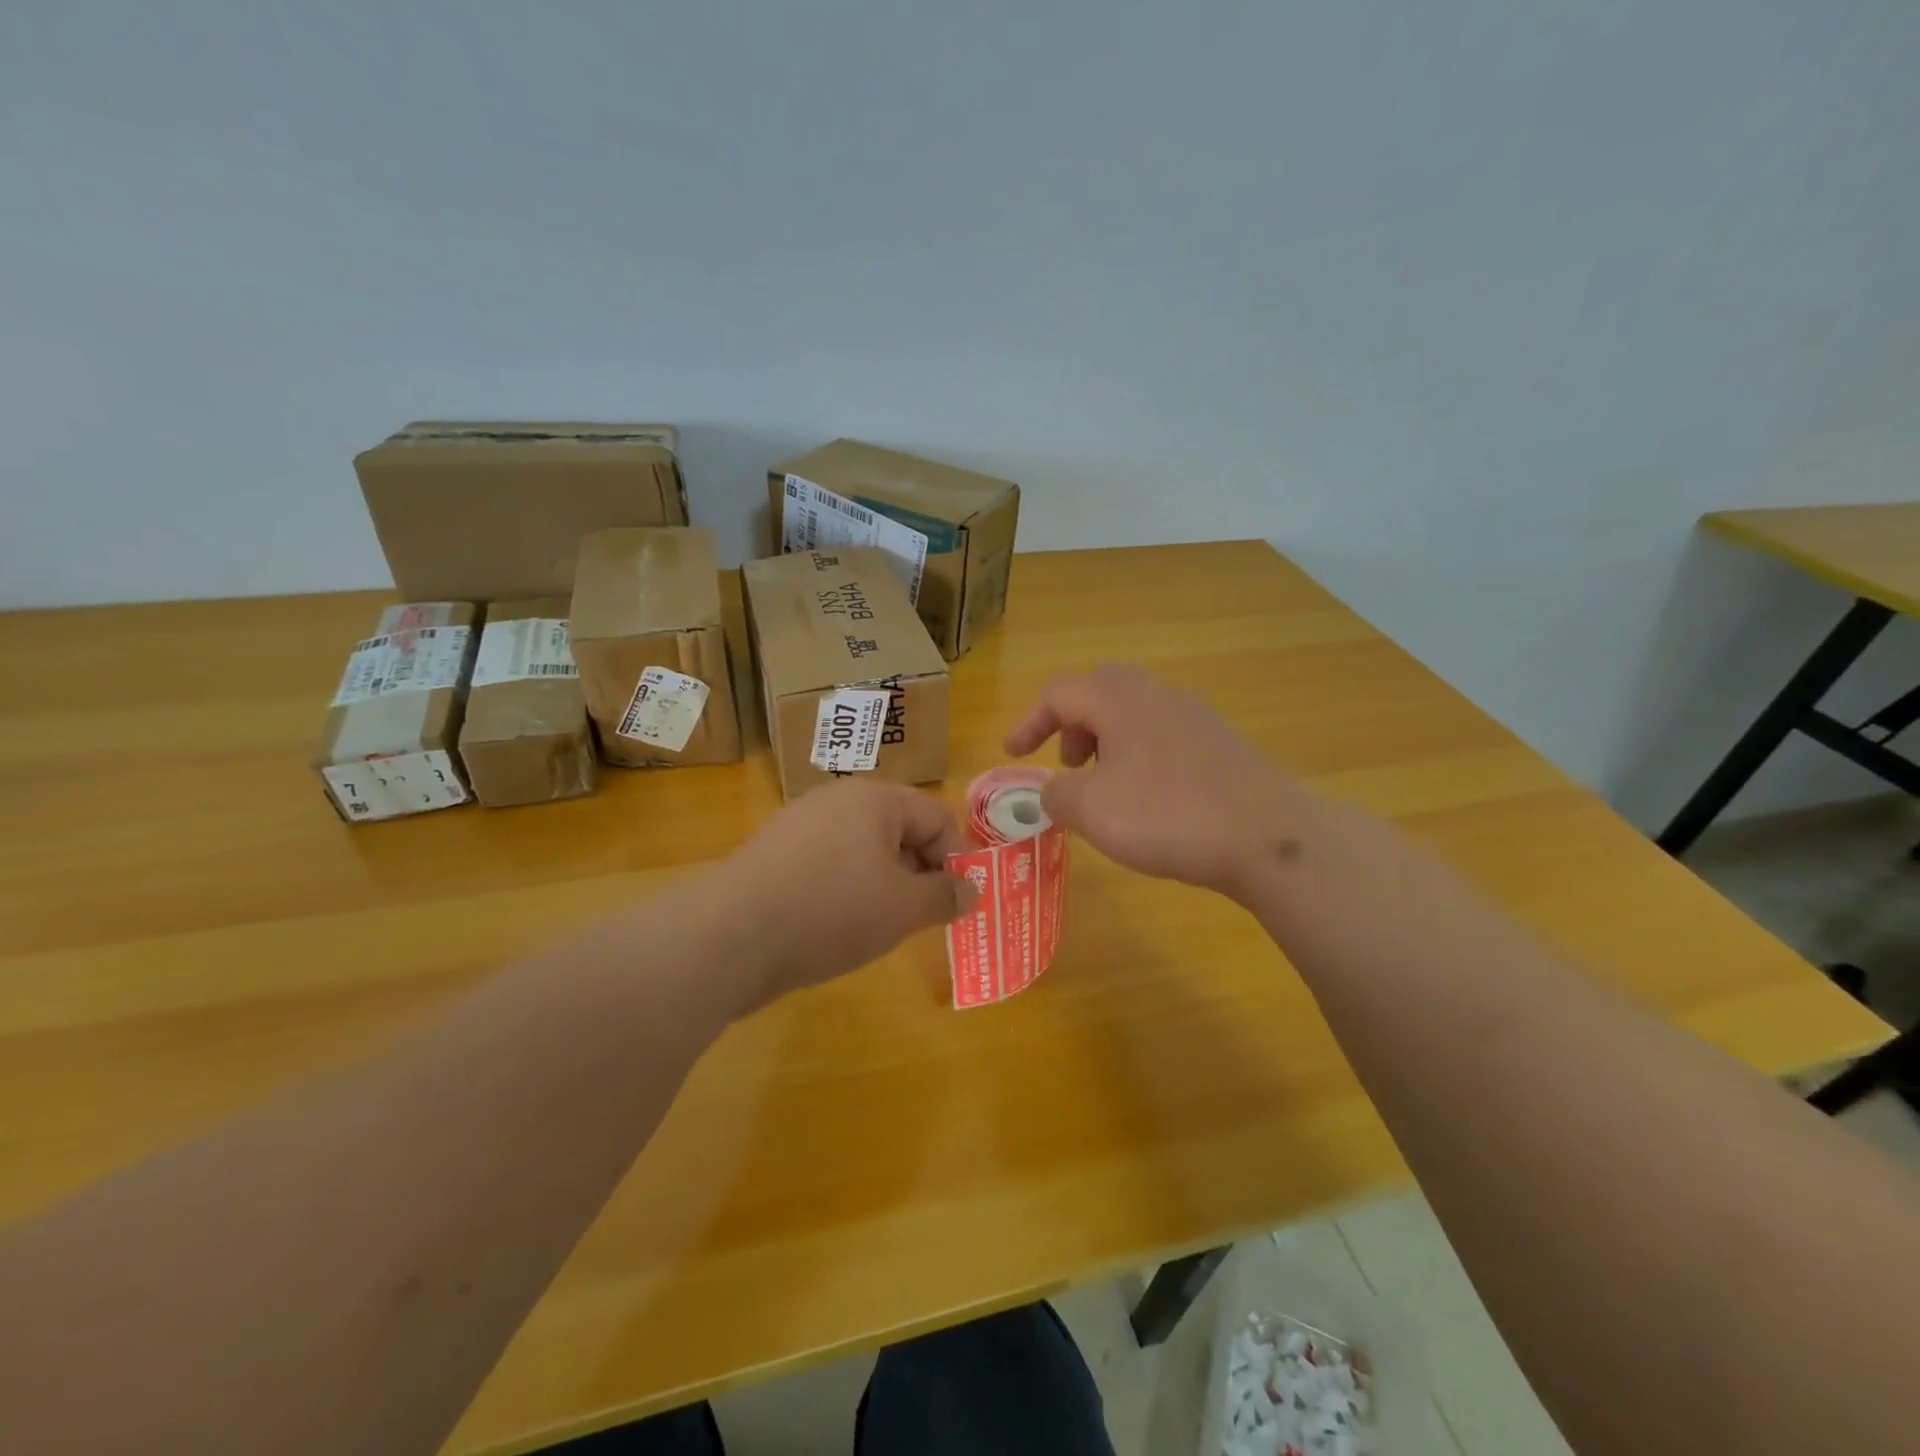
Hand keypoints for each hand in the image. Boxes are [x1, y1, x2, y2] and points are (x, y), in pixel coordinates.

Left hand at [723, 780, 977, 1003]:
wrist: (731, 937)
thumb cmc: (832, 911)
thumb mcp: (903, 908)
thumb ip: (945, 896)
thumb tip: (971, 889)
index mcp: (875, 799)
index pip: (937, 816)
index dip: (957, 857)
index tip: (960, 901)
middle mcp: (837, 799)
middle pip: (900, 829)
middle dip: (920, 871)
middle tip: (926, 916)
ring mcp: (801, 824)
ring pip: (864, 849)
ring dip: (886, 883)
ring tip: (884, 925)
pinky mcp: (775, 853)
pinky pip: (830, 863)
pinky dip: (847, 889)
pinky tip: (839, 925)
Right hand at [1005, 664, 1308, 900]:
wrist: (1266, 834)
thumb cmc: (1167, 814)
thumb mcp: (1091, 809)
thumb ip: (1055, 794)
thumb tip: (1052, 791)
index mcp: (1117, 698)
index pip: (1058, 693)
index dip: (1028, 722)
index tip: (1013, 754)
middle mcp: (1155, 694)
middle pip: (1098, 692)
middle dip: (1071, 725)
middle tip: (1066, 763)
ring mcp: (1192, 716)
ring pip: (1132, 713)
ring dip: (1105, 741)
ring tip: (1102, 786)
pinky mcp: (1218, 744)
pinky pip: (1161, 735)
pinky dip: (1137, 755)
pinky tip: (1146, 799)